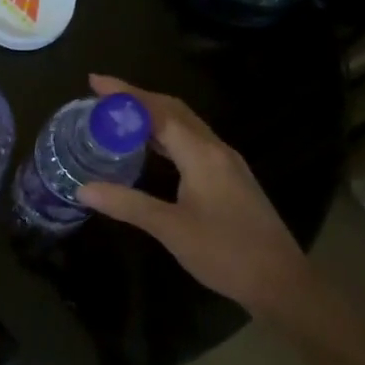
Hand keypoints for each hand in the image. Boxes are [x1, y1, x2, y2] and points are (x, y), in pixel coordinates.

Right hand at [77, 74, 310, 315]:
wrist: (281, 282)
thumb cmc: (226, 253)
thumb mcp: (171, 229)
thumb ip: (127, 204)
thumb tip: (83, 189)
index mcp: (202, 154)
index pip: (158, 111)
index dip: (125, 94)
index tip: (94, 82)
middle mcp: (216, 149)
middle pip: (173, 110)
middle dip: (137, 98)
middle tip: (101, 96)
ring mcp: (226, 163)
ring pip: (185, 126)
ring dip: (152, 115)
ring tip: (118, 117)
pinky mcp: (229, 179)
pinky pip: (192, 142)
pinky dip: (165, 135)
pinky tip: (150, 149)